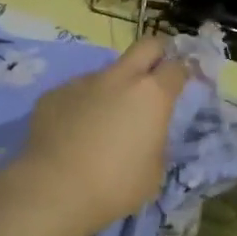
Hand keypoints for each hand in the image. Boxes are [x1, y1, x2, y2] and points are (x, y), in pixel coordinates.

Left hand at [0, 37, 190, 235]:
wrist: (53, 190)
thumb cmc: (114, 186)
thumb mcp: (154, 172)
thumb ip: (155, 141)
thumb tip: (147, 132)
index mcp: (152, 95)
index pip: (177, 67)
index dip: (183, 73)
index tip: (183, 83)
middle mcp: (119, 78)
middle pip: (146, 45)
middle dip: (156, 54)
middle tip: (154, 77)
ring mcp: (83, 81)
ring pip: (107, 73)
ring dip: (113, 88)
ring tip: (102, 123)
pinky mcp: (54, 93)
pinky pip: (77, 92)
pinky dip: (82, 105)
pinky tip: (72, 133)